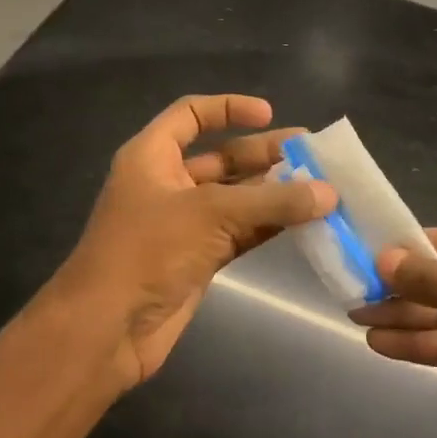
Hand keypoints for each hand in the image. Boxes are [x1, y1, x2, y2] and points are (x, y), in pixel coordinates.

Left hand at [54, 94, 333, 388]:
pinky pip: (241, 232)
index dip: (228, 108)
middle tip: (315, 156)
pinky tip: (305, 222)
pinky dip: (270, 226)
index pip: (191, 115)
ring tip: (322, 189)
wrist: (107, 329)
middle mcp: (168, 184)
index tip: (270, 114)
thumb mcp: (211, 214)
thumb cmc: (147, 252)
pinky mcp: (199, 258)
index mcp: (153, 157)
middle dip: (267, 155)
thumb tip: (330, 193)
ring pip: (238, 198)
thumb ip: (273, 201)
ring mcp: (185, 224)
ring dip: (275, 194)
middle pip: (223, 157)